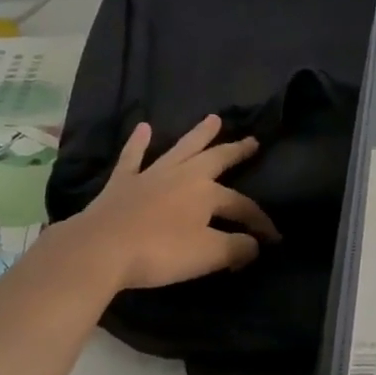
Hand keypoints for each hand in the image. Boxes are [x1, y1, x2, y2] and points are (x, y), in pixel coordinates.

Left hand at [65, 115, 280, 291]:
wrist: (102, 248)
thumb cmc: (160, 252)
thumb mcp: (209, 255)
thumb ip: (237, 248)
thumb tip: (255, 243)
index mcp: (207, 193)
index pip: (243, 206)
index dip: (260, 222)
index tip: (274, 238)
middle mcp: (183, 176)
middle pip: (215, 160)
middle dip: (235, 152)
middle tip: (252, 141)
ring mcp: (151, 175)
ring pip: (180, 149)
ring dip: (198, 135)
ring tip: (213, 119)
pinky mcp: (122, 183)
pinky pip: (133, 157)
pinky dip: (138, 143)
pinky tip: (143, 128)